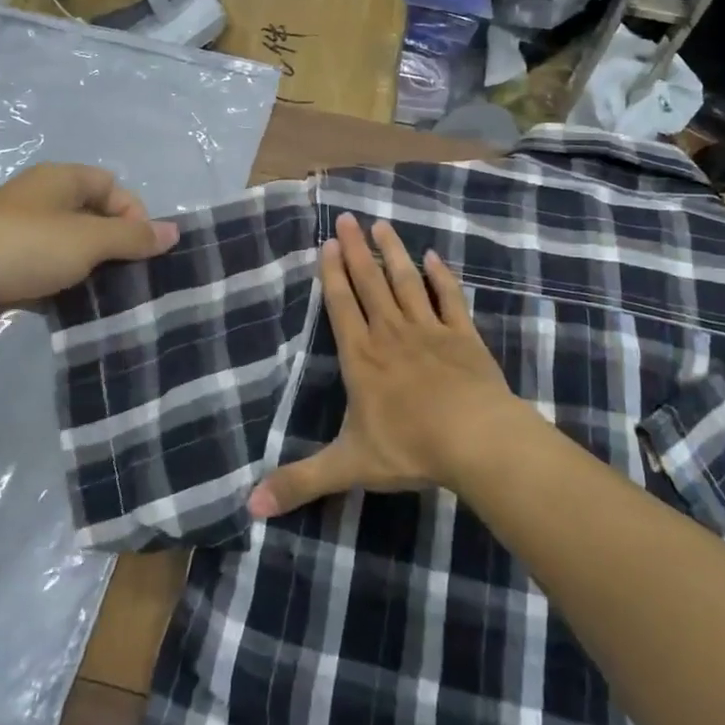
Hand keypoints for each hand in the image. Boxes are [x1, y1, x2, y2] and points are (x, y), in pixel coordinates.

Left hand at [0, 163, 178, 346]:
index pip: (112, 187)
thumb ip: (133, 236)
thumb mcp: (87, 240)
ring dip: (92, 274)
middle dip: (117, 248)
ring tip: (112, 302)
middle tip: (133, 280)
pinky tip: (78, 315)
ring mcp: (21, 238)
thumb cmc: (21, 247)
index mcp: (60, 181)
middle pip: (94, 219)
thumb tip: (175, 231)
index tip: (143, 250)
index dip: (134, 214)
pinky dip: (65, 292)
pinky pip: (49, 277)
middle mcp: (42, 203)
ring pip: (72, 252)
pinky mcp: (6, 271)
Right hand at [249, 214, 524, 516]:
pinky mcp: (463, 335)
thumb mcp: (347, 466)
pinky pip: (448, 298)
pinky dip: (440, 277)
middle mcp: (391, 333)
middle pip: (370, 283)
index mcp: (362, 357)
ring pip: (406, 281)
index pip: (341, 305)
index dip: (332, 273)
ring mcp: (429, 330)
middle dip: (356, 250)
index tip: (327, 242)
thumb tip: (249, 508)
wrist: (475, 440)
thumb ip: (300, 481)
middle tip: (347, 217)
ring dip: (393, 252)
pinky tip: (433, 257)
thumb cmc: (409, 447)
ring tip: (382, 225)